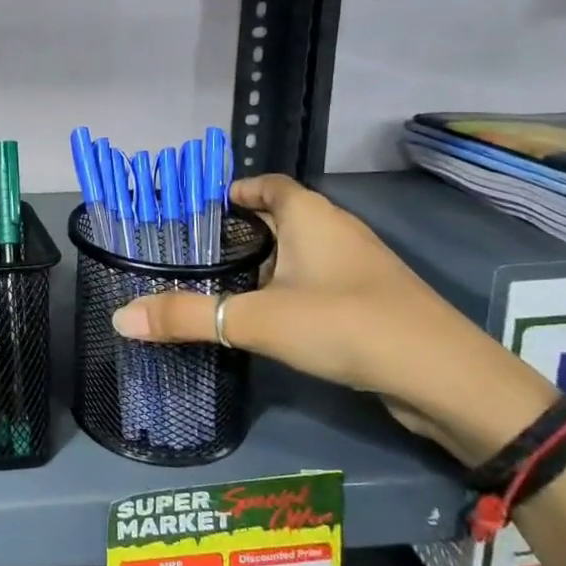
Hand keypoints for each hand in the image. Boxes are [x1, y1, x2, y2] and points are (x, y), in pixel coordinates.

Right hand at [110, 174, 554, 460]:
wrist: (446, 380)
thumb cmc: (346, 324)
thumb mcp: (256, 320)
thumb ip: (186, 317)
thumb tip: (119, 319)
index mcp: (311, 216)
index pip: (266, 184)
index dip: (232, 191)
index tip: (193, 212)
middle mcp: (335, 232)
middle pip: (279, 218)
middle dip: (238, 233)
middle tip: (192, 255)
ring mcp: (357, 268)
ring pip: (297, 255)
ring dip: (262, 266)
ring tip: (216, 288)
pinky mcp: (368, 303)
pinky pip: (315, 283)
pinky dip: (286, 292)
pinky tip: (263, 320)